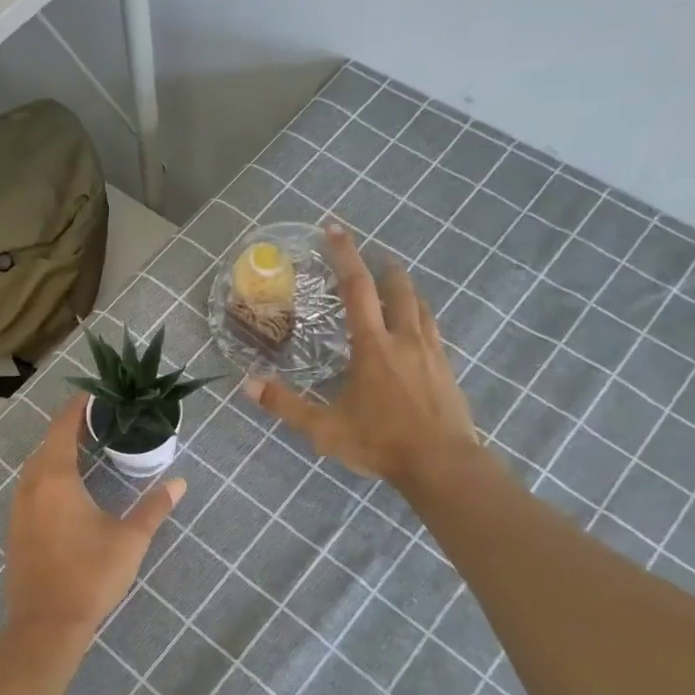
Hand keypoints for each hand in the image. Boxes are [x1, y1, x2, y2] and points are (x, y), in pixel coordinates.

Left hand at [3, 398, 185, 651]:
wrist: (46, 624)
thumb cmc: (90, 575)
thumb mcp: (130, 540)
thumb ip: (154, 507)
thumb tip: (178, 482)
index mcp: (55, 479)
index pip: (62, 428)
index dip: (77, 408)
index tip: (94, 394)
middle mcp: (31, 486)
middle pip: (47, 445)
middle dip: (69, 430)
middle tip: (100, 424)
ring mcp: (18, 509)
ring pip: (35, 469)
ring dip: (56, 455)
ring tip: (86, 453)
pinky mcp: (15, 530)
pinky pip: (30, 489)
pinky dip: (47, 478)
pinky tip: (68, 491)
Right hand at [244, 224, 479, 493]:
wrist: (442, 465)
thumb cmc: (380, 443)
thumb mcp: (325, 429)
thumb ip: (286, 405)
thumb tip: (248, 385)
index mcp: (373, 347)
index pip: (357, 289)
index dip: (345, 256)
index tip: (335, 230)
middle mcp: (404, 339)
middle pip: (398, 289)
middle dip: (383, 268)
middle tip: (372, 258)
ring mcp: (431, 353)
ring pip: (421, 307)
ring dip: (406, 290)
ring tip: (395, 286)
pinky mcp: (447, 369)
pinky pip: (433, 331)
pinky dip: (421, 317)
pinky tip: (417, 330)